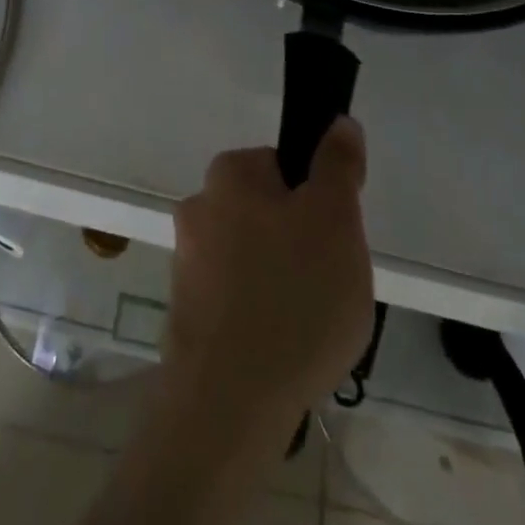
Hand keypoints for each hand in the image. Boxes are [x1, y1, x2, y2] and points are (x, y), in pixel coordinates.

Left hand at [163, 120, 373, 438]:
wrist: (230, 402)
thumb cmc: (293, 296)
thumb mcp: (335, 219)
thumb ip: (338, 165)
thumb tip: (338, 122)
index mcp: (228, 174)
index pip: (284, 167)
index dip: (318, 200)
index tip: (335, 238)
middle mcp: (198, 208)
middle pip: (268, 212)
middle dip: (300, 242)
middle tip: (328, 283)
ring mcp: (187, 262)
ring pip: (253, 258)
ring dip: (281, 280)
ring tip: (309, 325)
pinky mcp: (186, 314)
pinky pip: (238, 300)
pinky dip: (261, 315)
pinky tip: (282, 349)